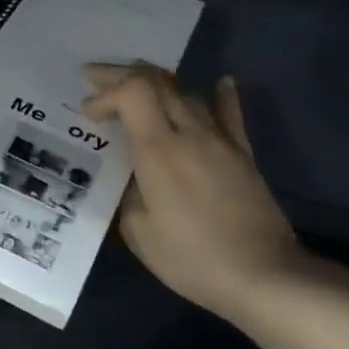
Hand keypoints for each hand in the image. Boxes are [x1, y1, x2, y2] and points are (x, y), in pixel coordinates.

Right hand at [83, 64, 308, 323]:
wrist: (261, 274)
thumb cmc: (189, 258)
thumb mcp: (138, 231)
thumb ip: (128, 193)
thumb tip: (131, 177)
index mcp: (159, 151)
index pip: (132, 92)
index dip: (105, 93)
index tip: (87, 114)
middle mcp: (190, 133)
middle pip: (157, 82)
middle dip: (121, 75)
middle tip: (95, 79)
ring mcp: (221, 140)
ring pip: (188, 93)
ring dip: (157, 83)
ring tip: (135, 85)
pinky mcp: (243, 154)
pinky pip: (230, 114)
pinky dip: (220, 95)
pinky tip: (221, 82)